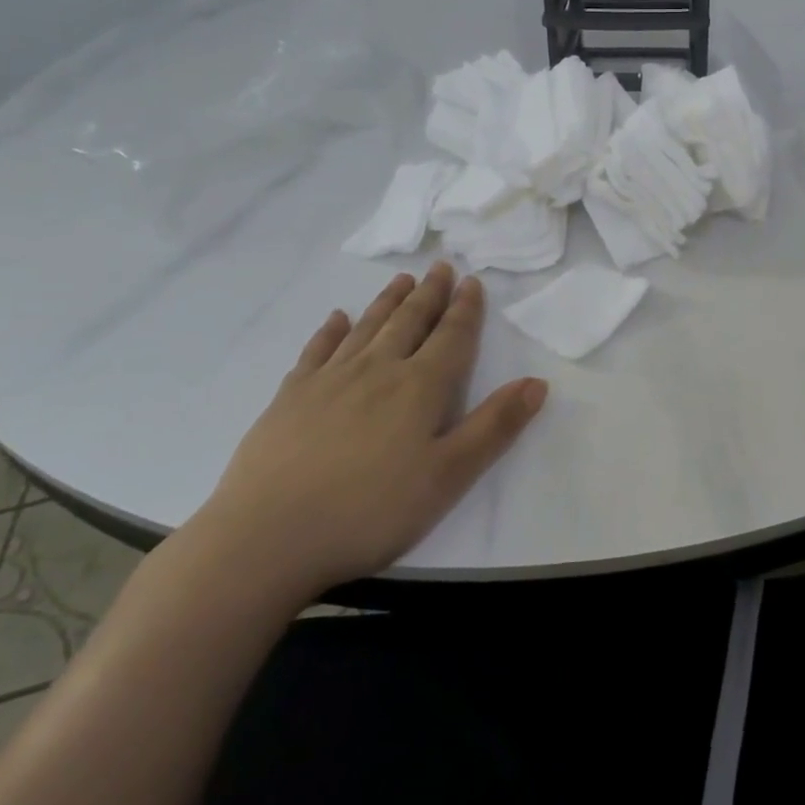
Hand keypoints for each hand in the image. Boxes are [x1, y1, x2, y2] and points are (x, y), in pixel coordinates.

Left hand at [190, 262, 547, 598]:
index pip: (451, 336)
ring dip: (388, 301)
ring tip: (402, 280)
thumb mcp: (449, 477)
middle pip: (410, 321)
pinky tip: (337, 318)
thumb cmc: (371, 510)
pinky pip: (317, 350)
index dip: (465, 308)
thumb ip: (495, 427)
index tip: (472, 281)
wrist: (267, 537)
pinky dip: (331, 330)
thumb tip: (537, 383)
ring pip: (367, 327)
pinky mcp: (290, 397)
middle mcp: (378, 370)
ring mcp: (329, 380)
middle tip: (440, 266)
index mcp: (420, 387)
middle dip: (429, 294)